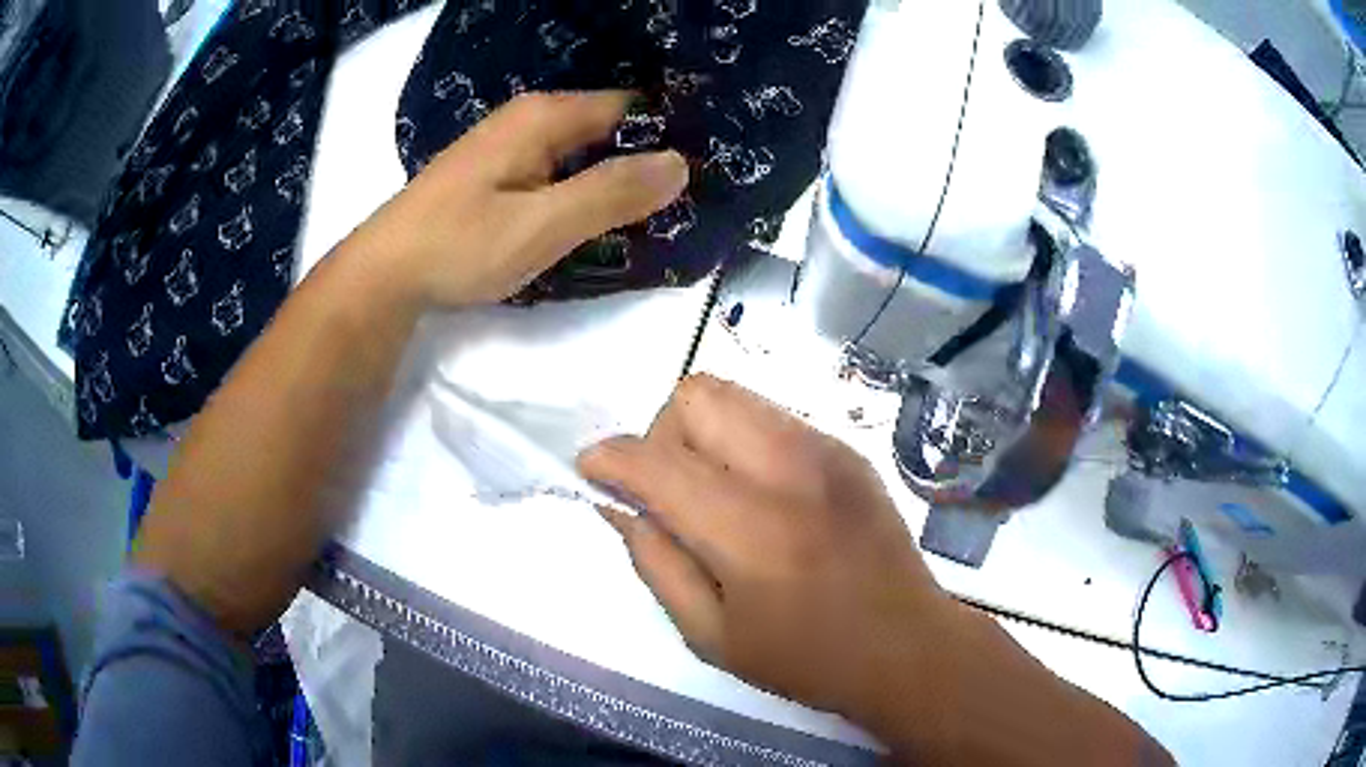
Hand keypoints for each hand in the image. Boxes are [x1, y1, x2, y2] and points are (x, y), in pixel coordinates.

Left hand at [347, 91, 688, 307]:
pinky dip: (585, 191)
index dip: (667, 134)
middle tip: (692, 200)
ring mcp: (511, 148)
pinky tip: (602, 218)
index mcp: (544, 117)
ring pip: (583, 153)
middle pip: (607, 129)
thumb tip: (681, 163)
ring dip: (616, 179)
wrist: (385, 274)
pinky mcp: (499, 175)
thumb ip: (610, 193)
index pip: (628, 108)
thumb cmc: (459, 245)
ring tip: (660, 212)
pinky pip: (559, 172)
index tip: (707, 168)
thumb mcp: (541, 224)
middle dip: (645, 160)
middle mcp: (530, 120)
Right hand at [578, 374, 953, 721]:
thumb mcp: (712, 637)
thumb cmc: (806, 659)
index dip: (609, 458)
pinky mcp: (847, 449)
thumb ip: (655, 564)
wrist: (907, 645)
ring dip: (702, 432)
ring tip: (715, 489)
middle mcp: (789, 471)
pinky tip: (761, 492)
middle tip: (671, 491)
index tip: (592, 470)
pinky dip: (743, 440)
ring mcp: (826, 450)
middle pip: (694, 397)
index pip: (656, 463)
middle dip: (661, 436)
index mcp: (750, 531)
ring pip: (732, 394)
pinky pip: (770, 416)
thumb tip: (618, 507)